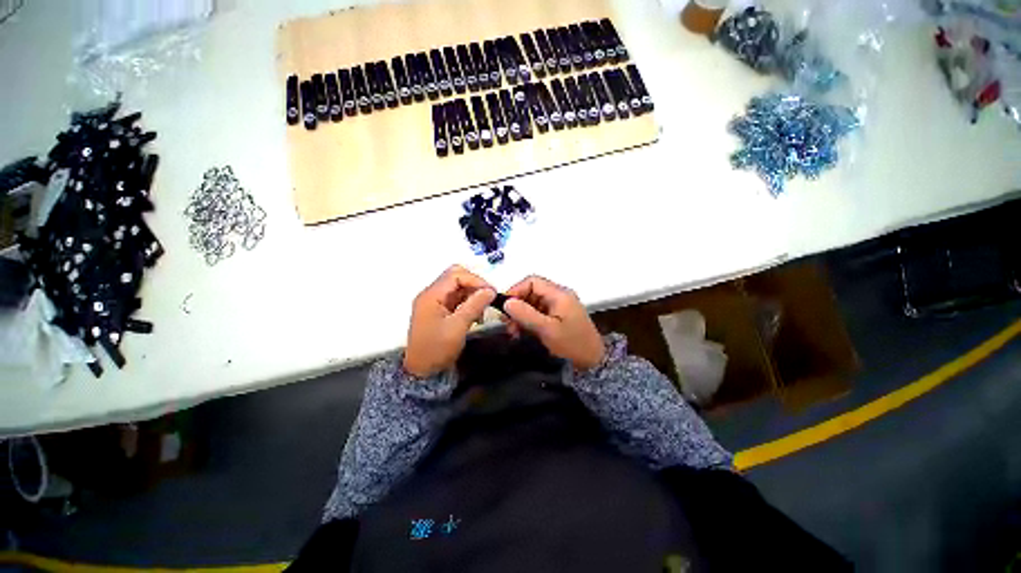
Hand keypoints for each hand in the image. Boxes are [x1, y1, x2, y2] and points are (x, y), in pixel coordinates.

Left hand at [404, 265, 495, 377]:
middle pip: (455, 277)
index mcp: (431, 295)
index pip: (456, 275)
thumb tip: (490, 290)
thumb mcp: (458, 327)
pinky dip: (467, 302)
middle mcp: (431, 294)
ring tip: (483, 310)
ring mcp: (434, 302)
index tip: (491, 292)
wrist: (421, 372)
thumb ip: (474, 305)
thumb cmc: (437, 349)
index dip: (475, 280)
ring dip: (472, 294)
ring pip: (457, 287)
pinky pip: (456, 298)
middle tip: (488, 297)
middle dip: (474, 285)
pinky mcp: (438, 311)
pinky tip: (476, 315)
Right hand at [503, 276, 604, 370]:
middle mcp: (559, 296)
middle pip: (531, 292)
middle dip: (517, 306)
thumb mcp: (547, 329)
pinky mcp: (558, 316)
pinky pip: (538, 313)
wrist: (593, 361)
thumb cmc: (572, 344)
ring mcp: (559, 306)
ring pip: (533, 303)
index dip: (516, 291)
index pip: (532, 281)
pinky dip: (528, 320)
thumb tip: (506, 302)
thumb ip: (526, 314)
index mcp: (559, 294)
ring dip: (521, 315)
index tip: (504, 307)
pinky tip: (522, 332)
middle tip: (507, 324)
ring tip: (514, 332)